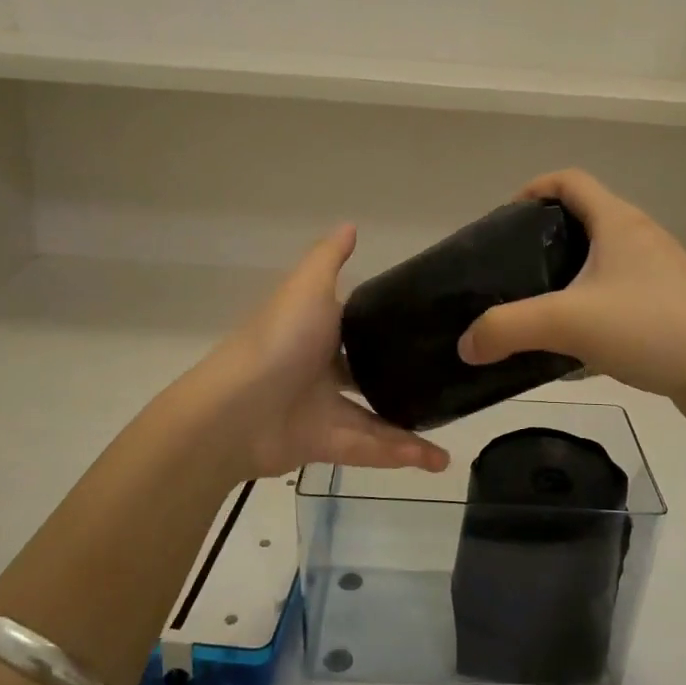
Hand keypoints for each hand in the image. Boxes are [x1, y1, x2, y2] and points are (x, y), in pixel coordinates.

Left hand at [171, 225, 450, 482]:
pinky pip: (369, 449)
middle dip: (400, 382)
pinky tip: (435, 460)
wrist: (235, 411)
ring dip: (410, 430)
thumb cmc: (278, 341)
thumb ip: (329, 259)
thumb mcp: (307, 288)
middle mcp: (318, 371)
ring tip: (450, 433)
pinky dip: (401, 454)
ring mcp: (321, 410)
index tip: (424, 327)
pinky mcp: (324, 446)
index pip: (354, 329)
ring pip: (375, 420)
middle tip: (443, 383)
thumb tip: (351, 225)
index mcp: (315, 333)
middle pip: (367, 377)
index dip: (384, 328)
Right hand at [457, 170, 685, 415]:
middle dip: (544, 238)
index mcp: (619, 222)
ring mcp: (661, 273)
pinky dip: (592, 307)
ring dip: (569, 277)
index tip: (504, 220)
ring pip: (603, 261)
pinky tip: (576, 346)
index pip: (569, 181)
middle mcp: (642, 238)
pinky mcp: (671, 306)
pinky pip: (620, 294)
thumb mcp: (567, 323)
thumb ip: (507, 328)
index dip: (533, 189)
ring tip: (539, 309)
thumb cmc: (650, 328)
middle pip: (585, 219)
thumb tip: (465, 343)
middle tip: (512, 271)